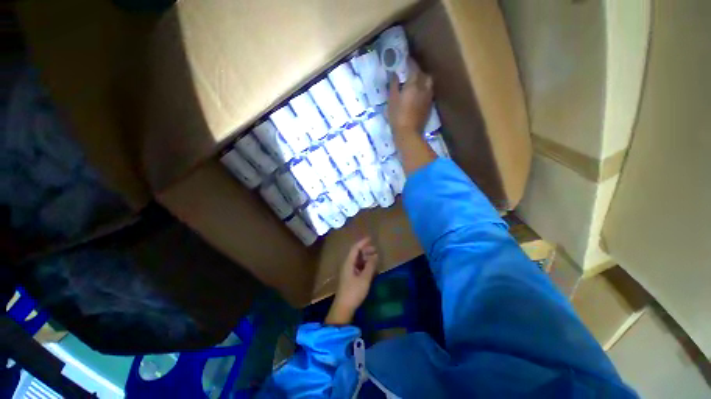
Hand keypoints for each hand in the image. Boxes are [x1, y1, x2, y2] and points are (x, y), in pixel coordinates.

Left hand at [325, 237, 378, 324]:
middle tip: (375, 249)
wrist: (343, 307)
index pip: (355, 248)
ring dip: (366, 258)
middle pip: (356, 253)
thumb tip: (375, 255)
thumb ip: (370, 266)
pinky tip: (371, 267)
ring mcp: (348, 272)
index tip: (370, 238)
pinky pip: (358, 267)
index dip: (362, 242)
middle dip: (365, 250)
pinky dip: (365, 265)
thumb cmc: (354, 291)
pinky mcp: (350, 278)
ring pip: (357, 260)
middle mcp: (347, 265)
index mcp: (348, 263)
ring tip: (375, 258)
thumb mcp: (364, 278)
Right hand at [388, 58, 433, 135]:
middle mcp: (424, 88)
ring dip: (423, 81)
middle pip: (424, 75)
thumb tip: (395, 74)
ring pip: (428, 84)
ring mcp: (428, 98)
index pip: (414, 68)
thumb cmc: (397, 116)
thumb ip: (394, 85)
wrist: (408, 133)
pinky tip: (419, 95)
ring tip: (416, 84)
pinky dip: (424, 90)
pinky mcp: (429, 106)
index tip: (405, 60)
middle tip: (411, 74)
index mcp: (413, 84)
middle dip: (419, 72)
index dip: (410, 63)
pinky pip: (428, 93)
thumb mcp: (392, 100)